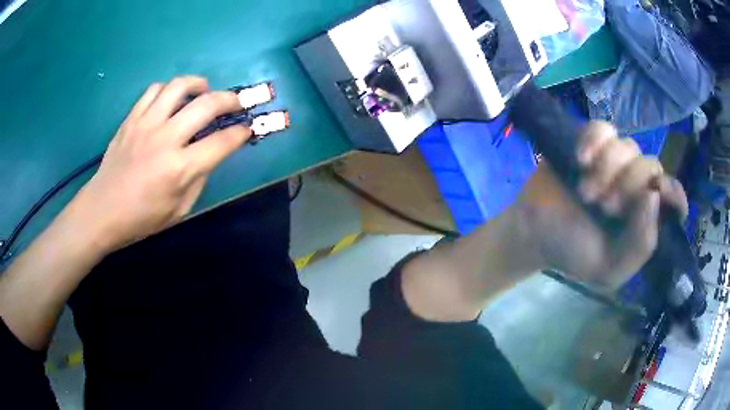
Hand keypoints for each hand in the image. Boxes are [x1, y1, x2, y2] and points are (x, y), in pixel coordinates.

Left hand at [68, 76, 249, 252]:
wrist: (102, 210)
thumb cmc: (141, 218)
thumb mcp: (179, 209)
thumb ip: (198, 179)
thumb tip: (209, 154)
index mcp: (180, 169)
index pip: (222, 142)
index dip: (240, 133)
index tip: (247, 128)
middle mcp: (165, 139)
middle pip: (207, 105)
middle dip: (230, 100)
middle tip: (236, 103)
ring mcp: (146, 124)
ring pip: (179, 86)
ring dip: (199, 84)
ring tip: (204, 91)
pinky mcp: (131, 118)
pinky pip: (154, 90)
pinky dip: (169, 89)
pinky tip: (171, 99)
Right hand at [517, 121, 687, 287]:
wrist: (534, 233)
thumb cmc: (573, 253)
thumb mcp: (609, 269)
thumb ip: (639, 245)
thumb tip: (654, 195)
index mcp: (645, 218)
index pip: (674, 196)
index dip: (672, 193)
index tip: (654, 194)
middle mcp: (636, 186)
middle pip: (652, 165)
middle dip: (630, 185)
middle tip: (605, 206)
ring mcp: (615, 162)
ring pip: (629, 145)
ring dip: (608, 169)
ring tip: (586, 191)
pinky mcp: (591, 144)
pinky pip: (603, 128)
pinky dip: (595, 140)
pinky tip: (582, 159)